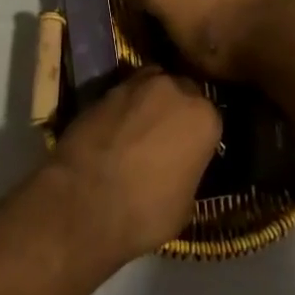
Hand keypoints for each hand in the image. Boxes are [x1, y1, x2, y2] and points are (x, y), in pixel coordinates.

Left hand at [46, 68, 220, 261]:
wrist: (83, 200)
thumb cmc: (145, 211)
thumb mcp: (185, 204)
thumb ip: (189, 171)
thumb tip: (181, 166)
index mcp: (203, 117)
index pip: (211, 119)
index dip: (200, 136)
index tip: (192, 152)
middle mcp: (173, 89)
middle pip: (182, 91)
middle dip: (177, 110)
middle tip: (167, 137)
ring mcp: (136, 84)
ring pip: (152, 85)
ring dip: (150, 102)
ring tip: (141, 129)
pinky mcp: (104, 88)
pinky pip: (124, 93)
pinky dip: (124, 107)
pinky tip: (117, 129)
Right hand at [139, 0, 294, 81]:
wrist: (278, 29)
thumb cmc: (223, 49)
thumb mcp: (184, 59)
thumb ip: (167, 42)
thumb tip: (166, 42)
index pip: (135, 0)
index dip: (140, 19)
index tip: (149, 36)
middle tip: (178, 18)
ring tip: (210, 9)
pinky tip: (236, 1)